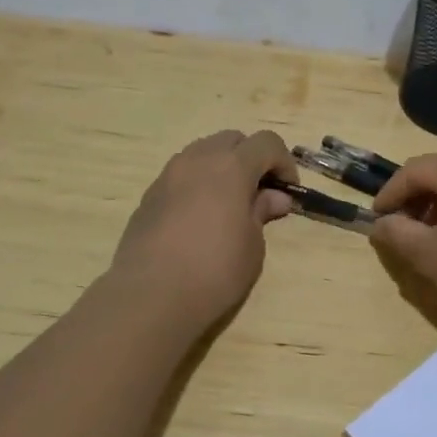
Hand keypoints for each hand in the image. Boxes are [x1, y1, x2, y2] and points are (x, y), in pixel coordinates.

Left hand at [112, 129, 297, 329]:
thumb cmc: (214, 270)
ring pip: (202, 153)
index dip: (283, 162)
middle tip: (259, 193)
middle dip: (251, 158)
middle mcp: (197, 160)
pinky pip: (181, 176)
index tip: (288, 191)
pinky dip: (198, 184)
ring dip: (222, 168)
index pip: (266, 143)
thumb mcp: (252, 245)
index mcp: (231, 166)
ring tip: (229, 205)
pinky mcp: (149, 196)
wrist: (150, 297)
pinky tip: (201, 219)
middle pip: (231, 140)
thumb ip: (262, 212)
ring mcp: (168, 176)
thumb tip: (274, 197)